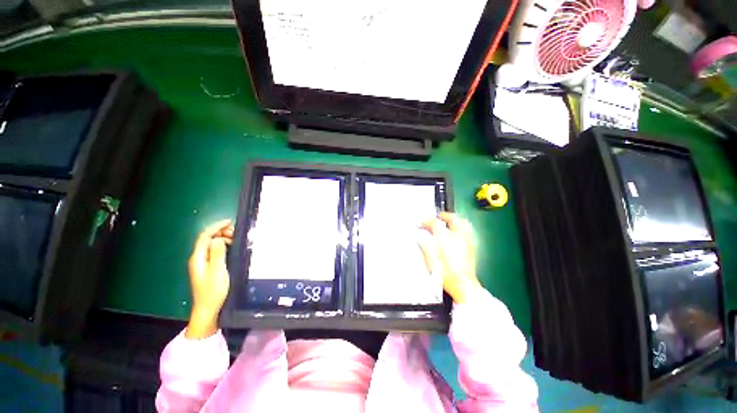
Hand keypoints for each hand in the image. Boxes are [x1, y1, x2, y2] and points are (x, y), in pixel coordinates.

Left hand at [186, 219, 233, 338]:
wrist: (208, 309)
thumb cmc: (213, 290)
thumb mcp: (218, 271)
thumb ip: (218, 253)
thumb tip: (218, 239)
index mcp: (198, 258)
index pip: (205, 236)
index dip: (216, 227)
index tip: (230, 222)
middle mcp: (198, 258)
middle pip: (207, 239)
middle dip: (220, 232)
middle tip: (236, 232)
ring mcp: (203, 263)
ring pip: (211, 244)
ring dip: (223, 239)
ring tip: (236, 239)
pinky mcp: (208, 267)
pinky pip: (215, 251)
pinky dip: (223, 246)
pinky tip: (232, 249)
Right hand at [419, 213, 480, 303]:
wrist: (463, 285)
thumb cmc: (446, 274)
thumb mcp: (430, 261)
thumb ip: (424, 246)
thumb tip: (420, 239)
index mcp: (445, 239)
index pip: (435, 223)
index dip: (426, 222)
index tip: (421, 224)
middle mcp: (457, 238)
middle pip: (452, 218)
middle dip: (443, 215)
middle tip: (436, 217)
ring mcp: (466, 241)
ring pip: (463, 223)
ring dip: (454, 219)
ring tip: (447, 221)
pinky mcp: (471, 247)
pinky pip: (468, 231)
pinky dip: (461, 227)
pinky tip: (457, 231)